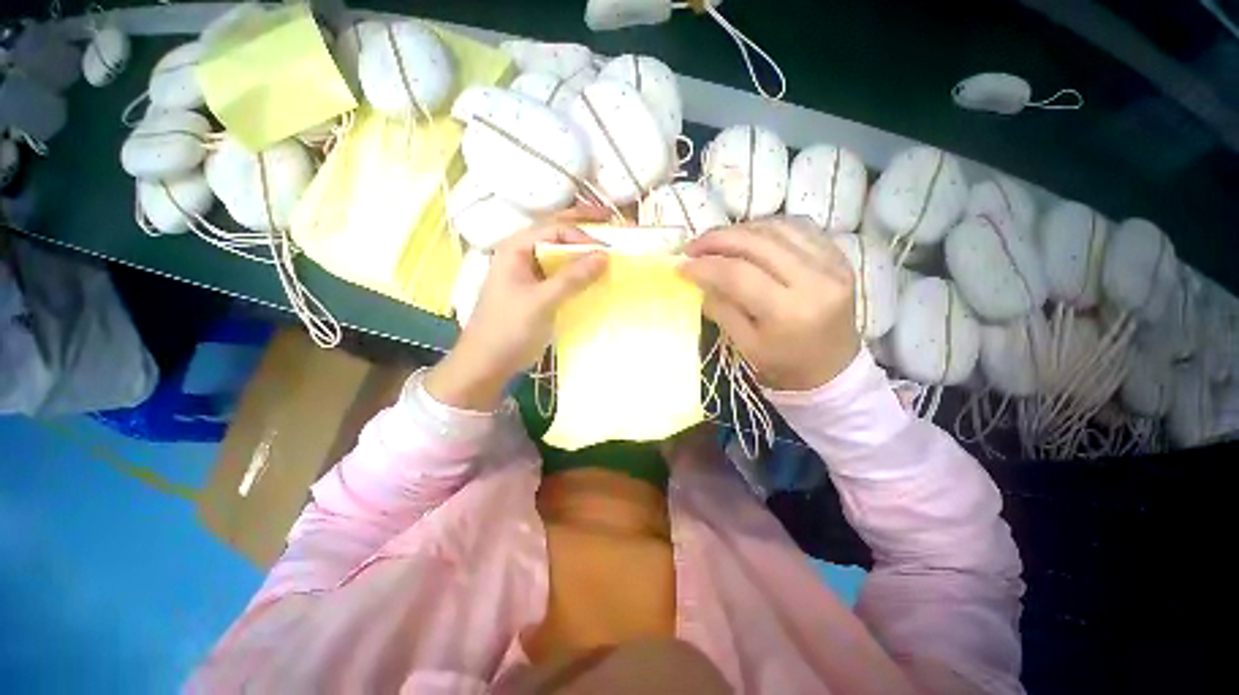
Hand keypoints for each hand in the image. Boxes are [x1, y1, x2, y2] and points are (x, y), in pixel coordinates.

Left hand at [425, 207, 609, 409]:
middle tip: (609, 219)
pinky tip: (593, 275)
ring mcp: (529, 273)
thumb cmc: (509, 328)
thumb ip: (572, 278)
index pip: (554, 229)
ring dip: (581, 250)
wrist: (488, 362)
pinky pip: (560, 274)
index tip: (606, 250)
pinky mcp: (536, 291)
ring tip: (606, 248)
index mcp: (515, 248)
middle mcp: (522, 255)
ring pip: (559, 254)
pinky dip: (577, 272)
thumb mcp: (541, 301)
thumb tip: (604, 255)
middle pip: (555, 233)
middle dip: (581, 227)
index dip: (581, 235)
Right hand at [680, 217, 859, 391]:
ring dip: (740, 230)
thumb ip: (720, 308)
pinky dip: (766, 228)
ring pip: (777, 228)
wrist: (834, 367)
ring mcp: (832, 264)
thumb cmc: (784, 364)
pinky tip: (748, 237)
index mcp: (789, 312)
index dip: (705, 266)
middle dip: (717, 239)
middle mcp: (815, 280)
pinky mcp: (838, 256)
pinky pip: (797, 227)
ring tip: (716, 242)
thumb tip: (696, 278)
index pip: (738, 275)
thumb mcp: (745, 344)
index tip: (680, 265)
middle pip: (757, 243)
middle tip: (692, 247)